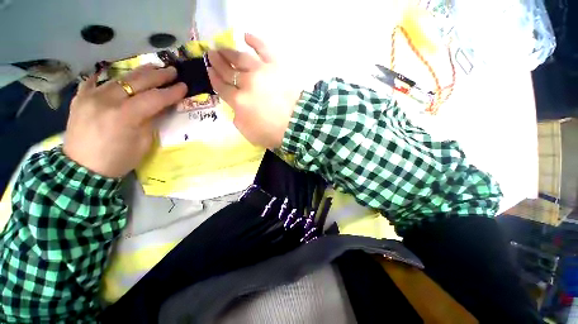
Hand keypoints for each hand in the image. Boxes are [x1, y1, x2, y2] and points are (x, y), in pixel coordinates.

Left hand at [63, 65, 186, 177]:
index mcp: (124, 117)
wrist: (81, 174)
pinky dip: (100, 78)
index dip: (170, 92)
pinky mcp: (80, 98)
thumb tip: (158, 108)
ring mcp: (93, 96)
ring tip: (150, 68)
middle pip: (139, 80)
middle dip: (159, 75)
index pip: (153, 98)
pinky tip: (105, 76)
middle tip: (172, 71)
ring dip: (137, 73)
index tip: (183, 87)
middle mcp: (109, 100)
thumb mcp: (138, 150)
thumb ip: (149, 125)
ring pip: (120, 77)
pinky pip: (92, 82)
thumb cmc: (112, 164)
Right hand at [207, 34, 301, 148]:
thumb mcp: (246, 130)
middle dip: (216, 61)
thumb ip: (236, 114)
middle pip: (227, 70)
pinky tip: (246, 35)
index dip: (212, 76)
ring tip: (221, 46)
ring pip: (241, 58)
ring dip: (229, 51)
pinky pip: (263, 49)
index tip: (208, 68)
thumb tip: (235, 102)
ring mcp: (261, 71)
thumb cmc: (272, 131)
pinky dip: (255, 41)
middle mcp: (246, 83)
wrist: (299, 123)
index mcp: (238, 101)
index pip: (220, 86)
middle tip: (210, 53)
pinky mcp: (276, 64)